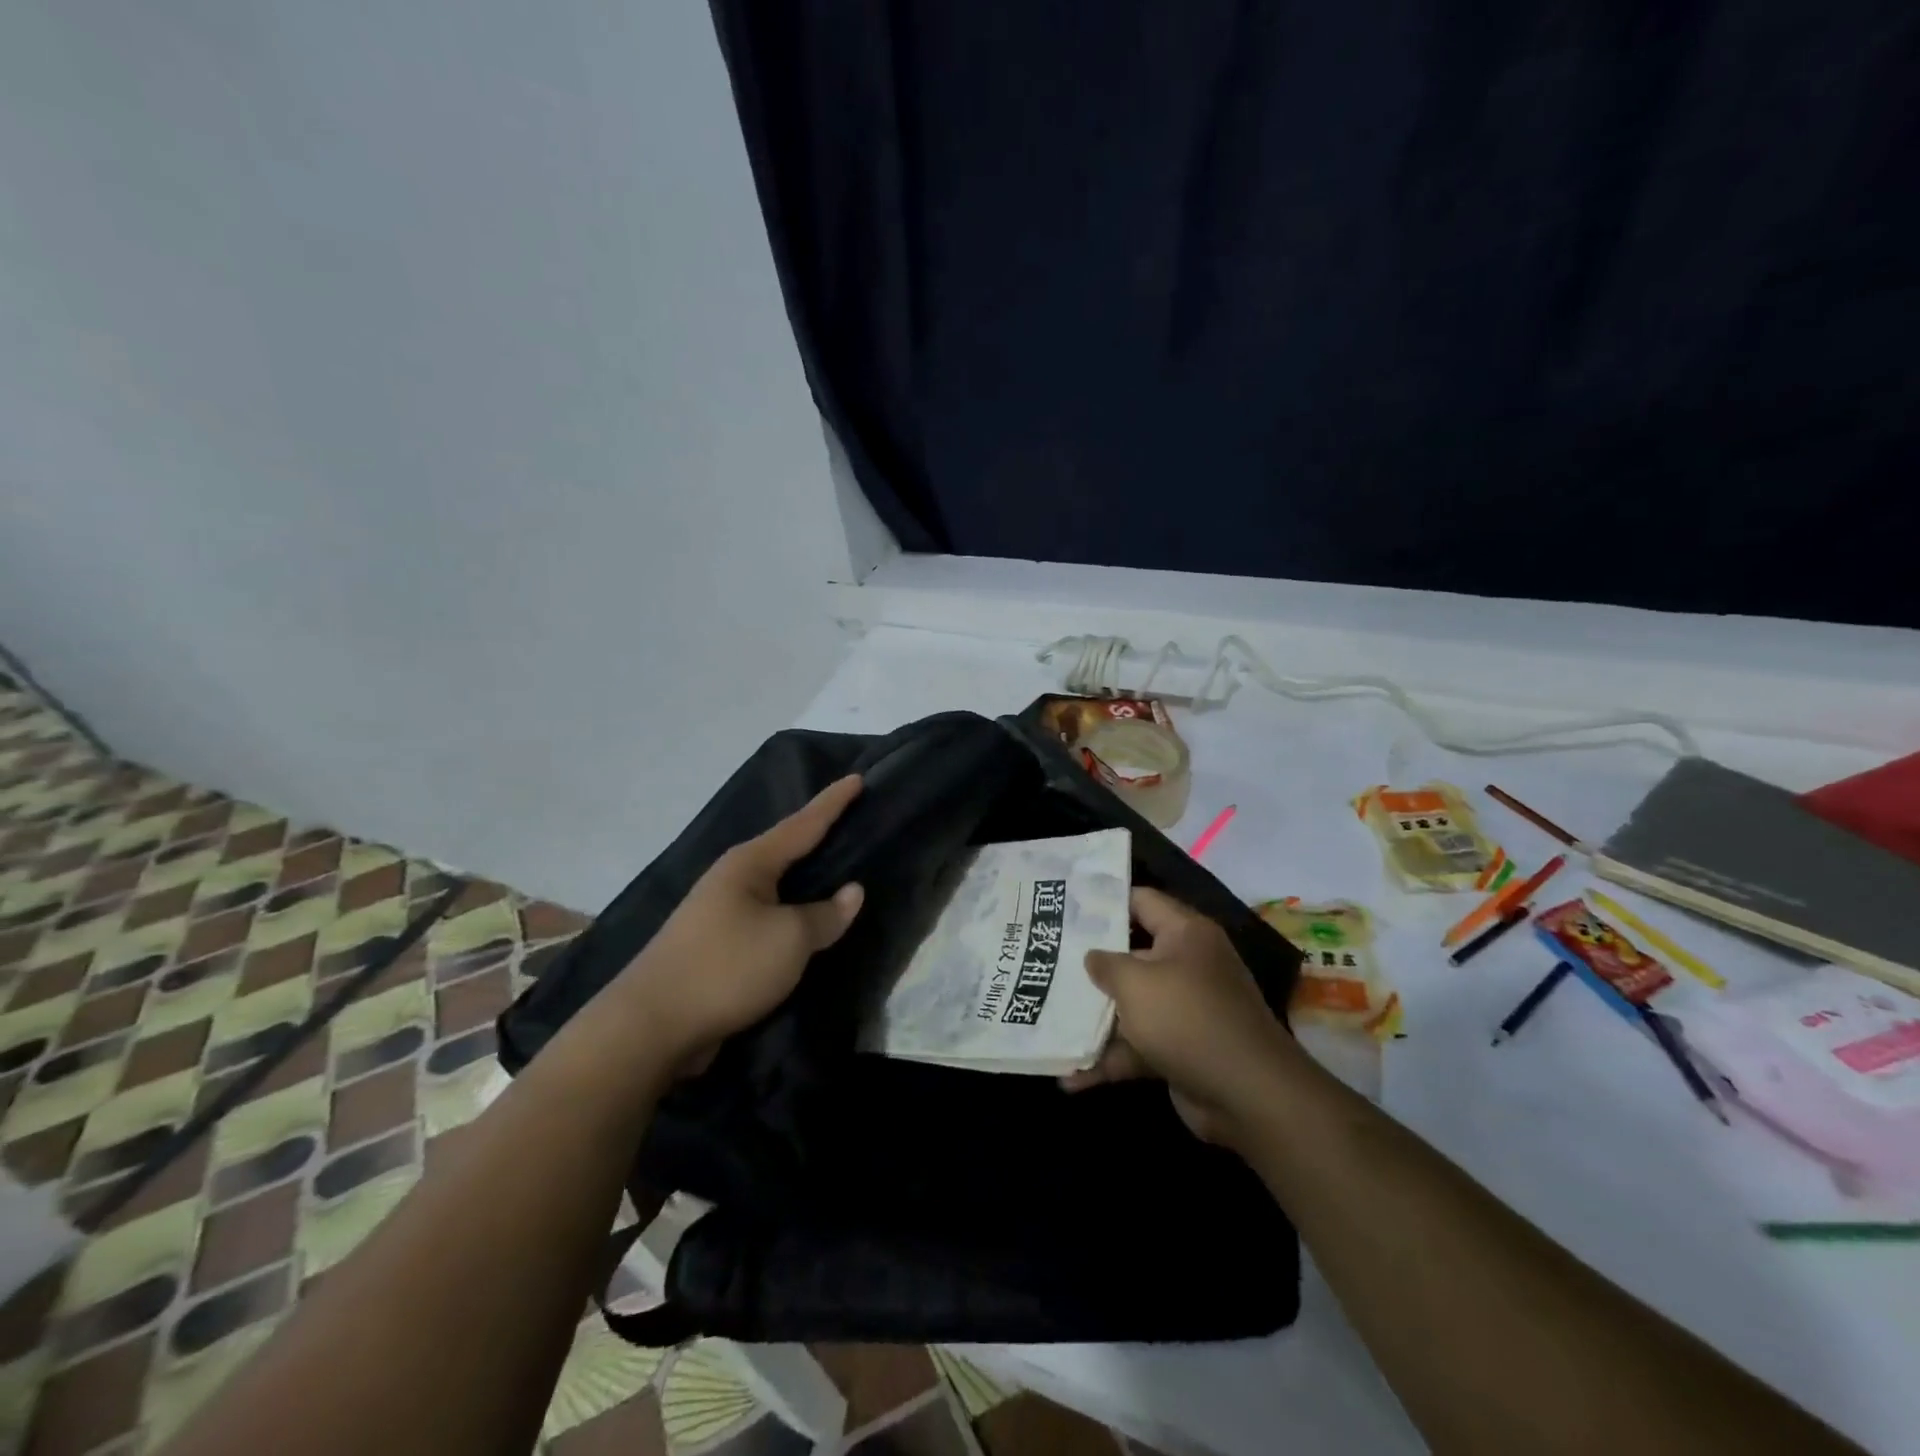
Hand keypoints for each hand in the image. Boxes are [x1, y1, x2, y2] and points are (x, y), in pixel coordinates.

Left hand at [616, 776, 865, 1072]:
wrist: (651, 1025)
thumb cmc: (727, 967)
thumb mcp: (789, 939)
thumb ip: (826, 915)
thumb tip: (852, 892)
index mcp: (750, 863)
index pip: (803, 824)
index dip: (832, 803)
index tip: (857, 778)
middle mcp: (733, 877)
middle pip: (786, 848)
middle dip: (818, 834)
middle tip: (853, 819)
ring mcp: (720, 910)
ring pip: (776, 883)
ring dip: (805, 876)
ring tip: (838, 866)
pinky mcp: (717, 942)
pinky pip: (767, 914)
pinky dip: (792, 909)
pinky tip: (806, 917)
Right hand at [1063, 887, 1294, 1144]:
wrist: (1248, 1095)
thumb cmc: (1187, 1019)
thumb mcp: (1136, 982)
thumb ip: (1105, 964)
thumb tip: (1091, 957)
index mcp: (1185, 934)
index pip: (1141, 901)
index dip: (1104, 901)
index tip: (1065, 907)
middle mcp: (1187, 965)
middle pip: (1131, 954)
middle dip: (1090, 963)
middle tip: (1045, 958)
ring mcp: (1185, 1009)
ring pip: (1131, 1004)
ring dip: (1094, 1018)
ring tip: (1047, 1018)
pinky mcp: (1180, 1049)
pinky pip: (1137, 1045)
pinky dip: (1109, 1059)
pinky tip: (1070, 1078)